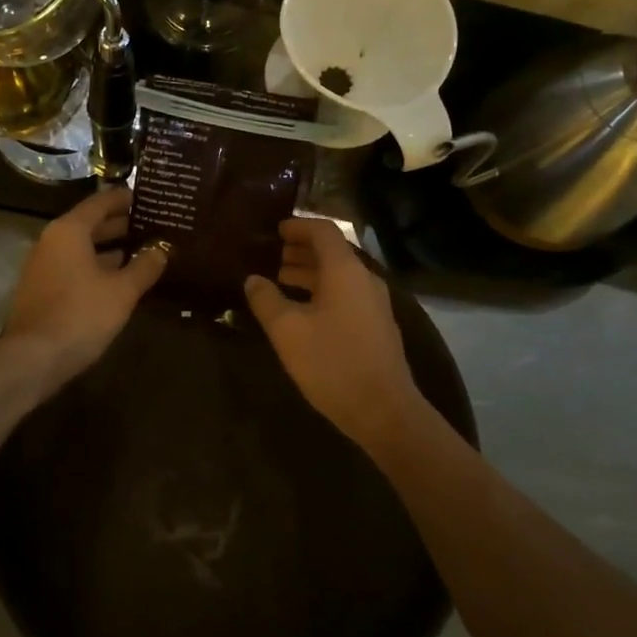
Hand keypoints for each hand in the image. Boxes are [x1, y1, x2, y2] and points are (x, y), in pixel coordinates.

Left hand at [2, 186, 167, 391]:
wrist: (32, 358)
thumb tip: (162, 249)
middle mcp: (52, 241)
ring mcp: (44, 266)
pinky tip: (120, 280)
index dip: (126, 198)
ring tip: (144, 251)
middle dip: (121, 224)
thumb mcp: (122, 291)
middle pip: (90, 224)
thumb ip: (144, 266)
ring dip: (111, 248)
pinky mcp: (42, 290)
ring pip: (83, 248)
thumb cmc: (81, 315)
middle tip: (154, 225)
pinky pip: (75, 267)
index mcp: (69, 230)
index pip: (101, 202)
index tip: (149, 198)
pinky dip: (97, 267)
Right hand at [244, 218, 428, 448]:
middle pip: (331, 252)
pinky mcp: (375, 326)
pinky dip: (320, 292)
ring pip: (337, 276)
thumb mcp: (287, 331)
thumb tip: (252, 279)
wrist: (383, 410)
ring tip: (278, 281)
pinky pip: (344, 295)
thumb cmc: (332, 363)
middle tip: (269, 255)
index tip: (273, 229)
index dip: (297, 226)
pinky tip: (300, 311)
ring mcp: (373, 304)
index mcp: (345, 271)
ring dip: (309, 273)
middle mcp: (364, 279)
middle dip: (300, 250)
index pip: (323, 231)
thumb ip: (266, 299)